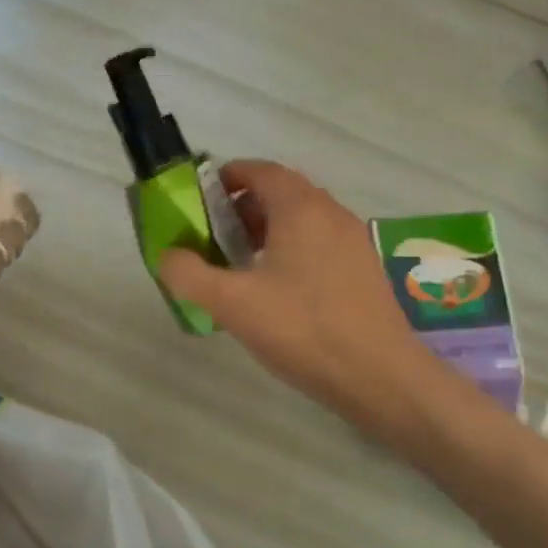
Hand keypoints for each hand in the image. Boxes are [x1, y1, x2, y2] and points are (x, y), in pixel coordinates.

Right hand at [158, 161, 438, 429]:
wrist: (379, 376)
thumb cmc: (302, 329)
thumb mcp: (231, 303)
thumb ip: (189, 274)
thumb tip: (168, 256)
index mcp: (300, 209)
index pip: (260, 171)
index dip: (227, 178)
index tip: (200, 201)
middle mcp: (331, 214)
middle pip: (281, 193)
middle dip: (243, 208)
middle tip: (214, 237)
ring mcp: (352, 242)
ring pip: (302, 220)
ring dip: (267, 230)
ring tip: (240, 266)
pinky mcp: (363, 270)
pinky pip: (319, 243)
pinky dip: (291, 250)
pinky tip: (276, 291)